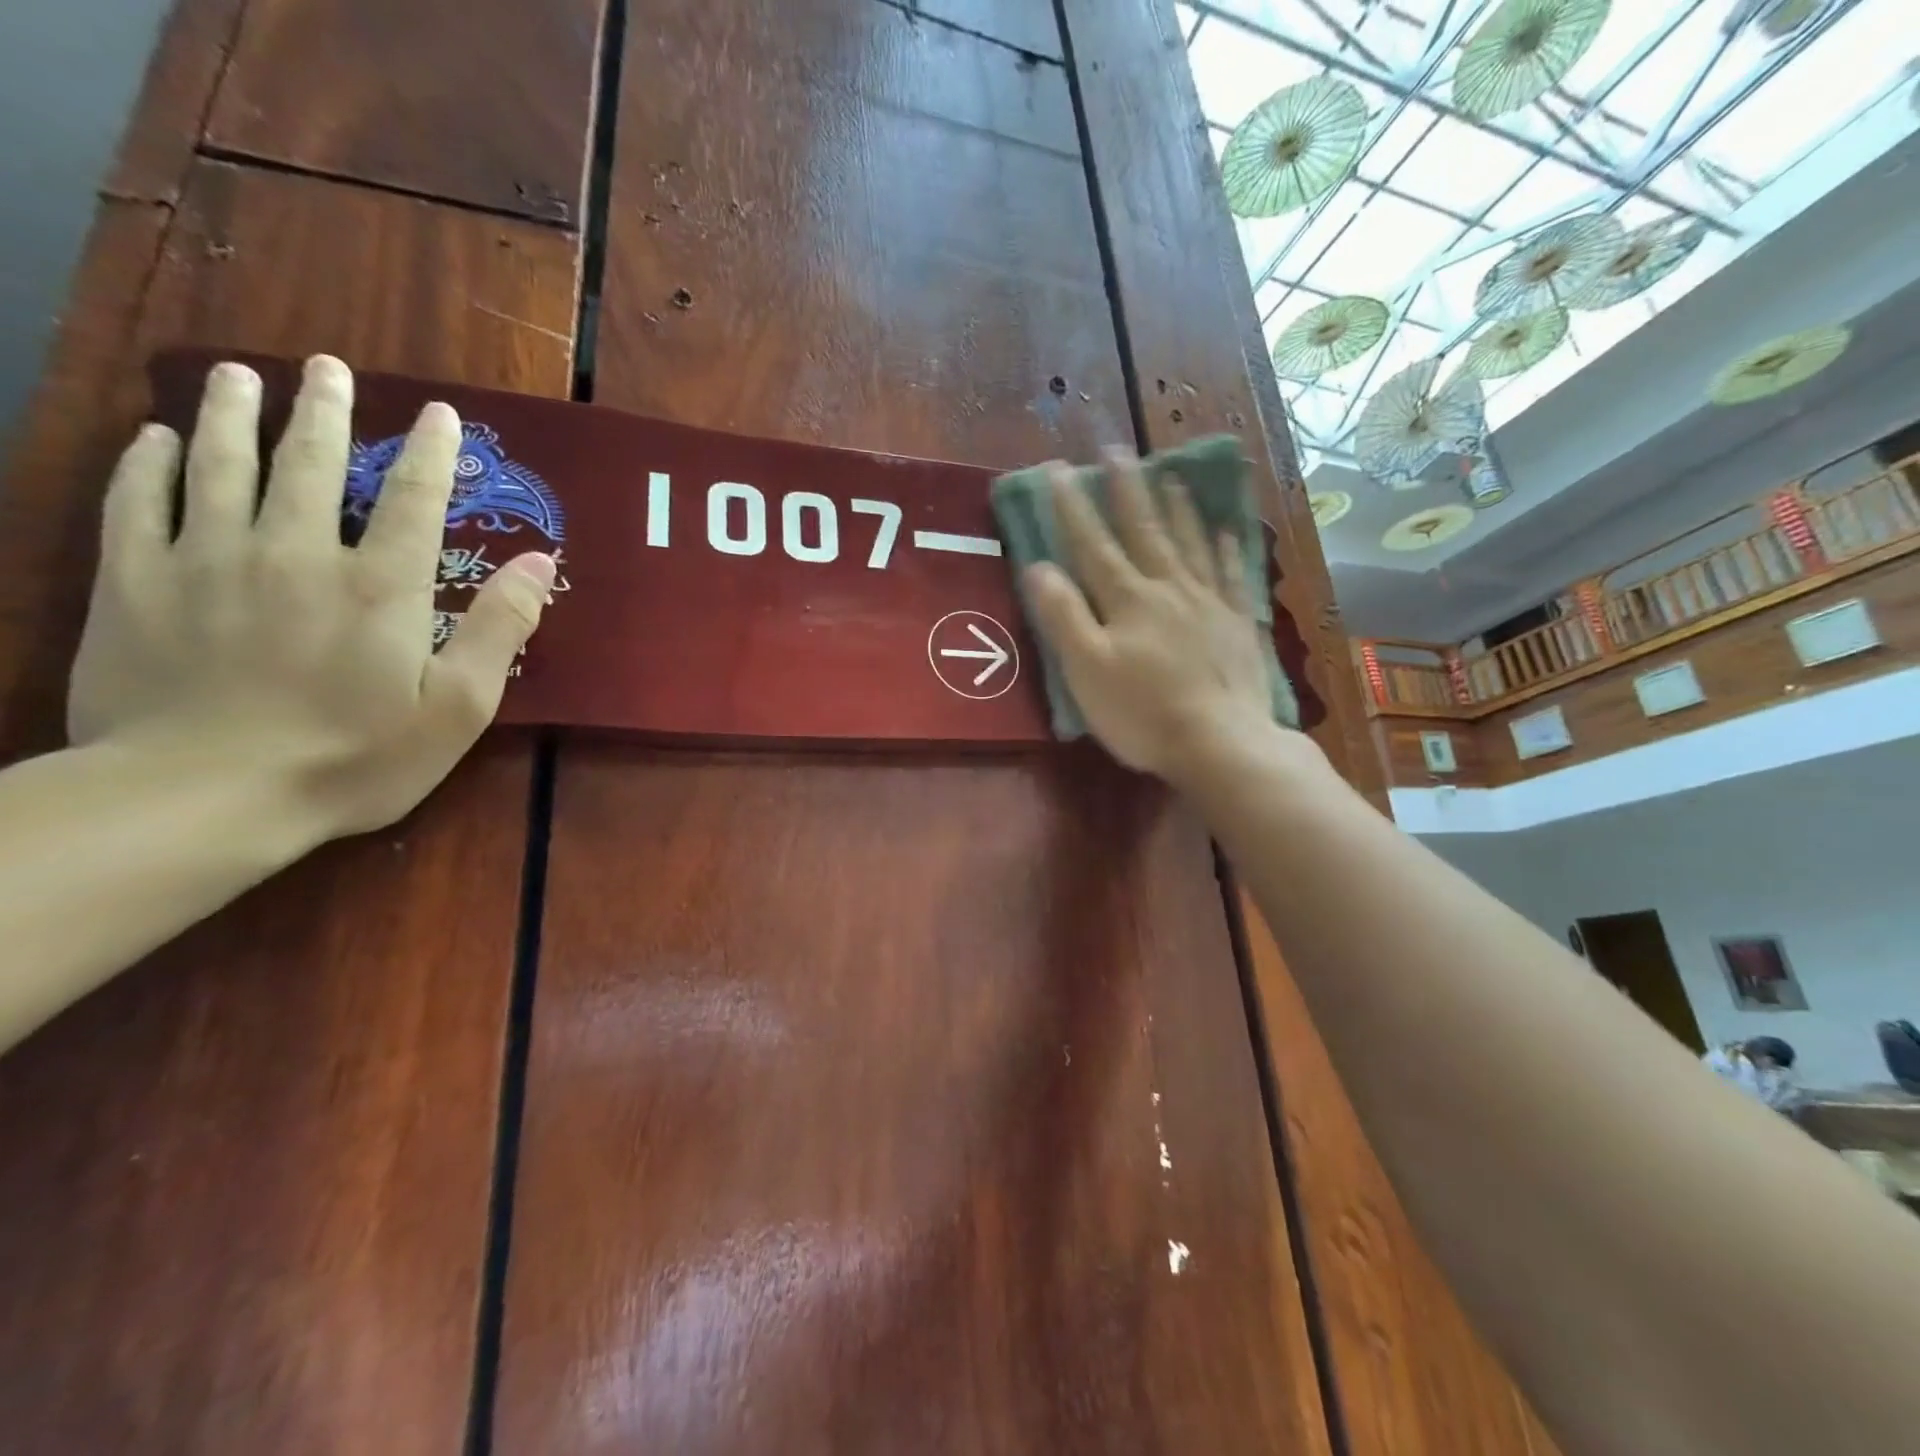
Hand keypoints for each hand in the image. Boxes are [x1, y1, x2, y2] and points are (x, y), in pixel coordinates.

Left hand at [67, 356, 554, 836]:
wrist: (204, 797)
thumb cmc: (354, 758)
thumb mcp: (458, 707)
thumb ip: (500, 628)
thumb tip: (539, 561)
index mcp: (379, 587)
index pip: (410, 499)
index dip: (429, 453)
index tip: (437, 413)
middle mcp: (294, 554)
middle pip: (307, 464)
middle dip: (321, 410)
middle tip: (324, 367)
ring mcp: (207, 561)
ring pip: (219, 466)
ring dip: (233, 414)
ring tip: (241, 374)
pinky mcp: (135, 583)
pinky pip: (137, 503)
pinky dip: (149, 463)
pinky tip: (159, 437)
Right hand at [1021, 449, 1277, 782]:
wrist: (1220, 743)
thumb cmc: (1142, 712)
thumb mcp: (1087, 669)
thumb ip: (1063, 615)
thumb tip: (1039, 566)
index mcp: (1127, 600)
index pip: (1093, 544)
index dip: (1073, 507)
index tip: (1058, 470)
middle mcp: (1169, 589)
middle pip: (1145, 531)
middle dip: (1126, 490)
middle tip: (1117, 451)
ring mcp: (1209, 603)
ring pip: (1190, 544)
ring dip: (1177, 507)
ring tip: (1170, 474)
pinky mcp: (1237, 625)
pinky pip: (1233, 576)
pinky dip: (1227, 550)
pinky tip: (1227, 531)